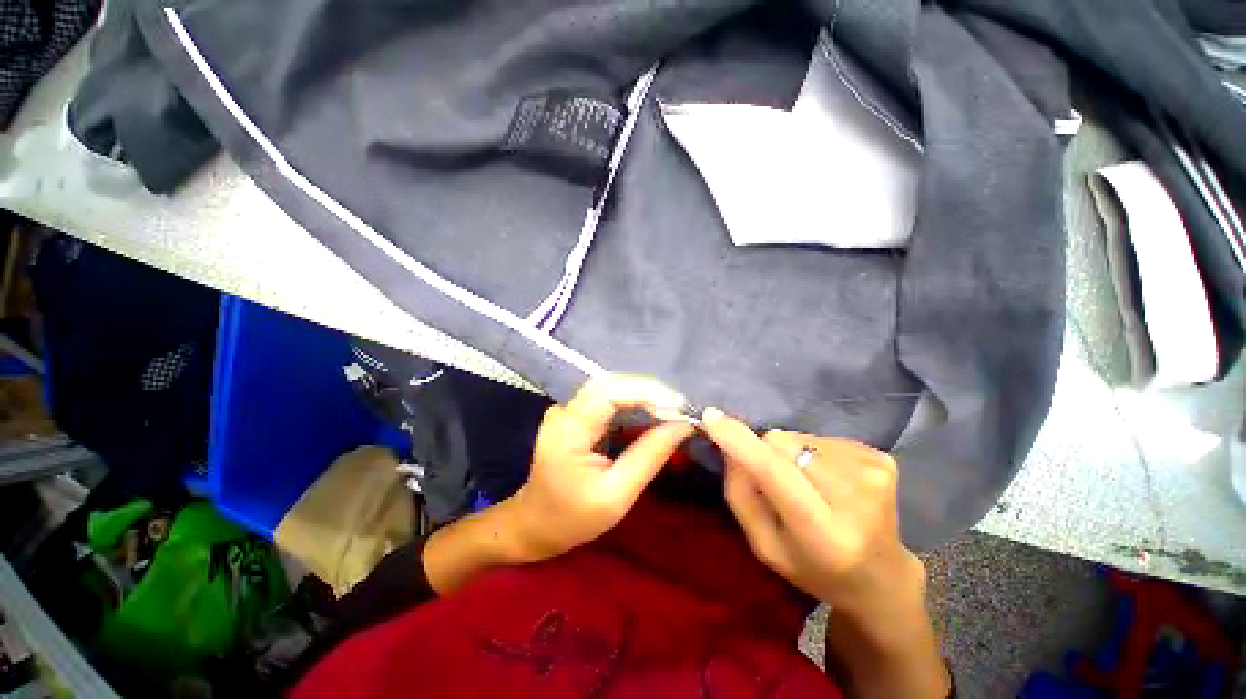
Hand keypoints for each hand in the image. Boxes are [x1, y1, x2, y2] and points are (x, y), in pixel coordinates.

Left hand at [507, 375, 694, 560]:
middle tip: (679, 407)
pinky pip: (606, 399)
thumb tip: (682, 426)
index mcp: (568, 429)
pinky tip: (651, 412)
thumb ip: (649, 456)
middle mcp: (565, 411)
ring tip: (671, 409)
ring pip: (610, 388)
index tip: (678, 405)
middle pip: (610, 384)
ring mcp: (567, 410)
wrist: (535, 525)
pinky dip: (632, 402)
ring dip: (642, 395)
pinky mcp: (574, 415)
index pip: (609, 392)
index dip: (646, 392)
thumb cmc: (573, 518)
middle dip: (648, 391)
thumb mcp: (616, 495)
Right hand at [701, 408, 924, 626]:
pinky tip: (827, 481)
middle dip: (767, 454)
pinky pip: (820, 437)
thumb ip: (741, 494)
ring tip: (807, 486)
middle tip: (778, 485)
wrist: (881, 577)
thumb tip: (729, 444)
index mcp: (824, 535)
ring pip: (798, 437)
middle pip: (783, 444)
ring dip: (790, 454)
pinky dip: (812, 453)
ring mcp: (874, 474)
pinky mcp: (882, 458)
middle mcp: (856, 499)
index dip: (741, 442)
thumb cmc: (813, 567)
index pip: (776, 474)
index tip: (711, 417)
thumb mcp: (765, 546)